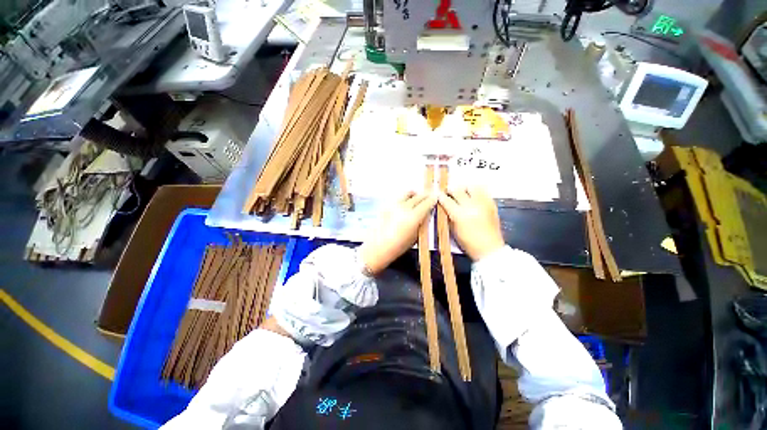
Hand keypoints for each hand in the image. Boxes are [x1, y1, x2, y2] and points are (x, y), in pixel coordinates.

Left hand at [360, 191, 436, 274]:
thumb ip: (422, 223)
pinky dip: (405, 198)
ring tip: (416, 199)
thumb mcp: (415, 237)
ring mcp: (394, 204)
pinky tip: (405, 206)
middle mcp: (404, 207)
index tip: (435, 199)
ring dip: (414, 194)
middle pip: (418, 196)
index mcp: (413, 217)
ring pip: (407, 193)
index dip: (433, 200)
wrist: (377, 247)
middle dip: (425, 196)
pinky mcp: (386, 205)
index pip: (427, 202)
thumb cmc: (398, 247)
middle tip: (428, 198)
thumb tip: (427, 213)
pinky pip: (399, 197)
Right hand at [438, 186, 504, 260]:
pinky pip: (484, 191)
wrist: (489, 249)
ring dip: (465, 188)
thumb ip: (448, 216)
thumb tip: (444, 206)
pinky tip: (473, 197)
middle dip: (451, 190)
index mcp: (459, 215)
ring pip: (472, 187)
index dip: (441, 196)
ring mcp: (483, 204)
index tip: (438, 195)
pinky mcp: (492, 204)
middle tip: (449, 193)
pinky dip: (476, 192)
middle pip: (458, 190)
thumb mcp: (453, 230)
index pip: (446, 200)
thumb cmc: (468, 243)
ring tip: (463, 193)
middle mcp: (471, 206)